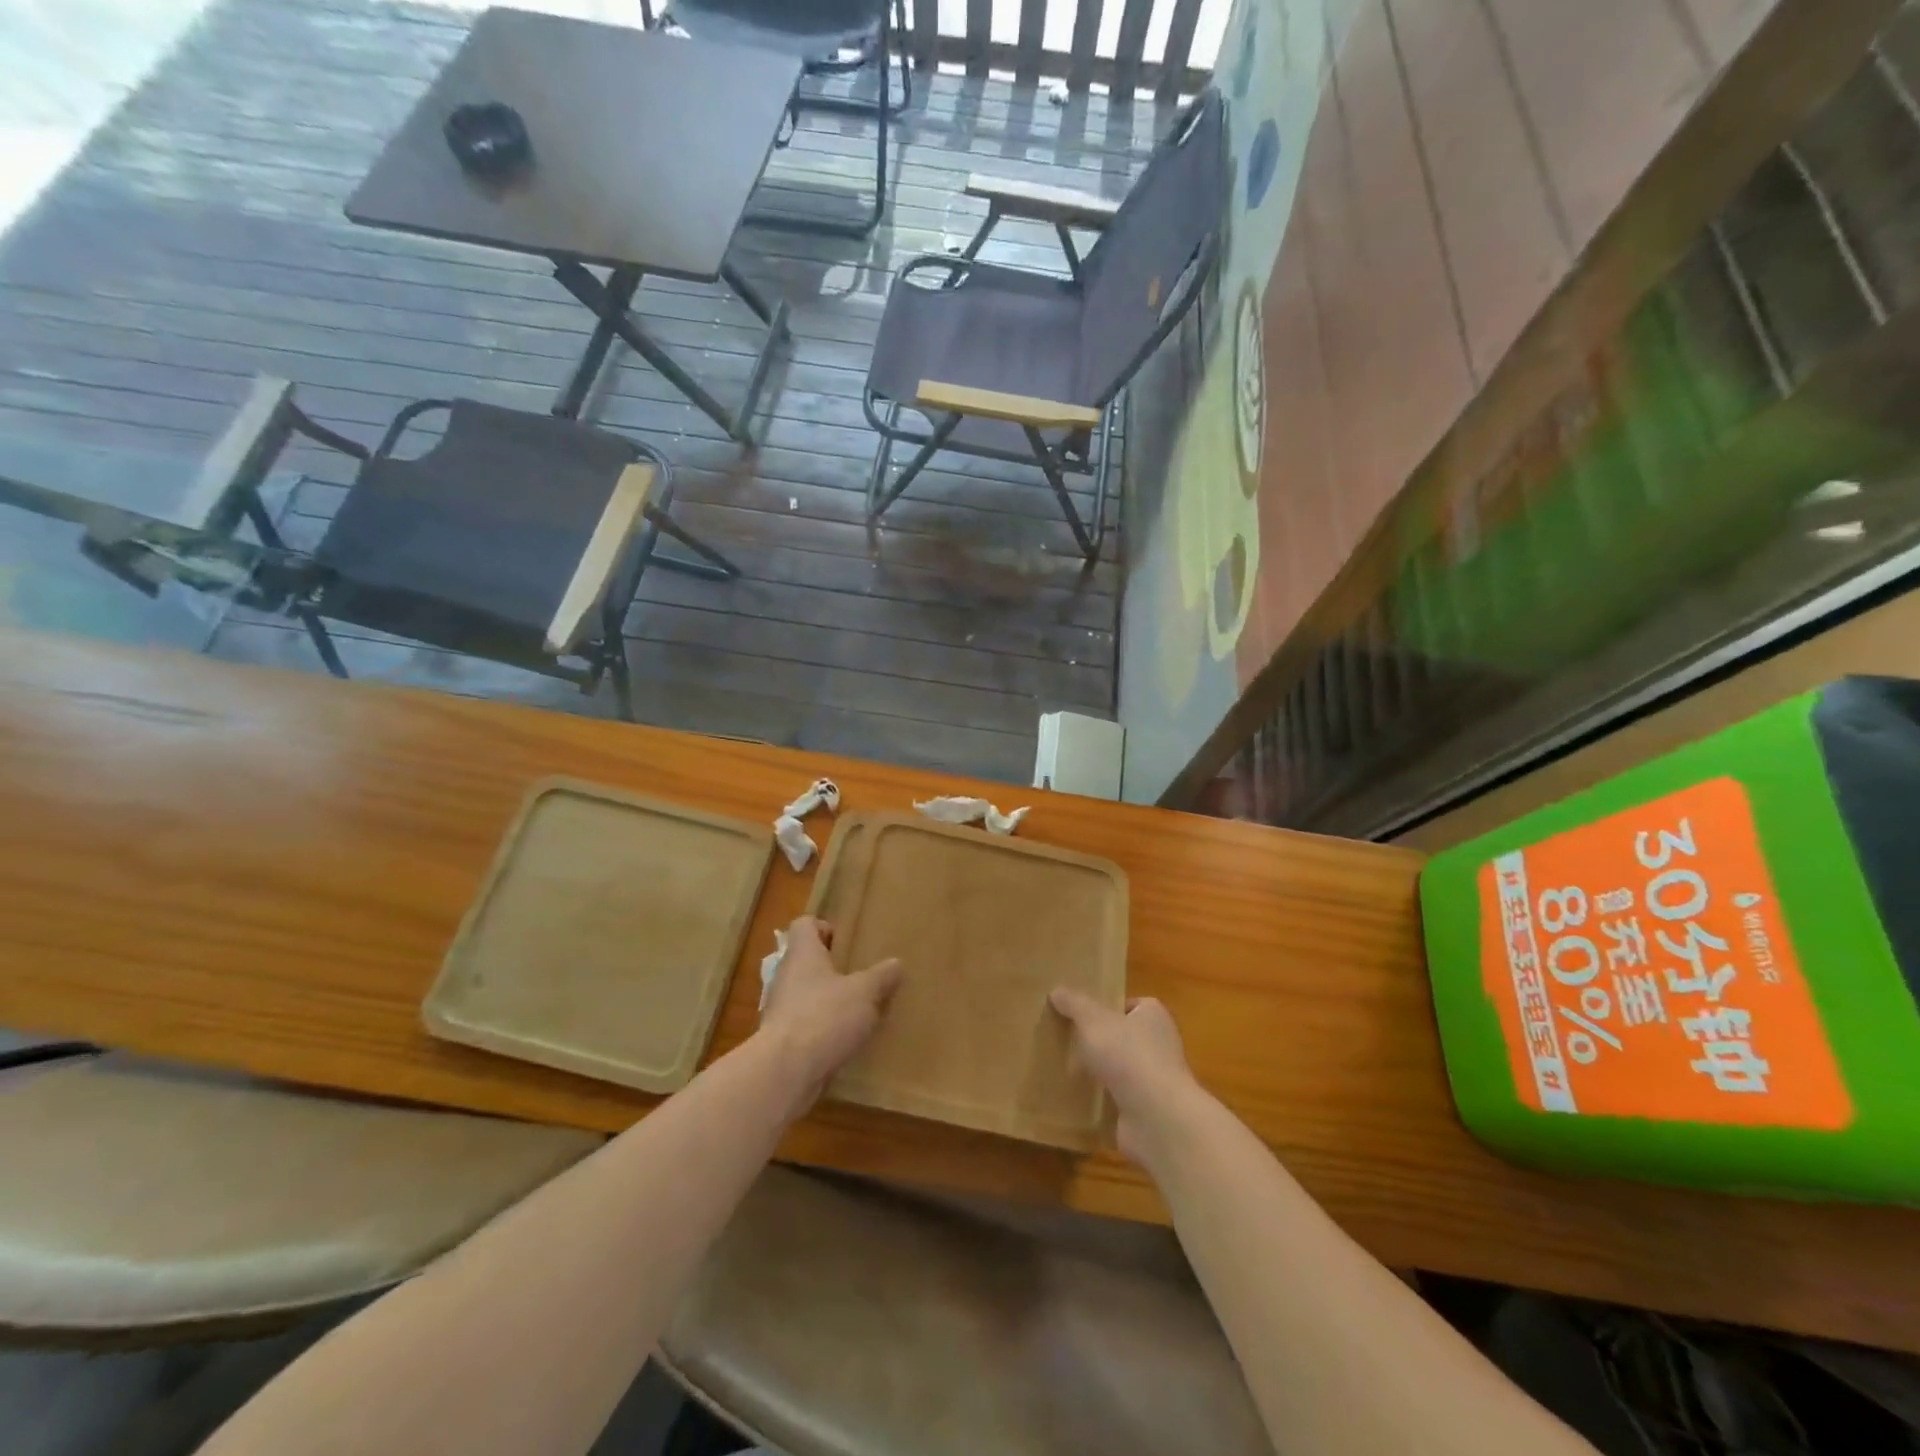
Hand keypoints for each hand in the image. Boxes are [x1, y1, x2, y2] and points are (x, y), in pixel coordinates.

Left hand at [759, 916, 902, 1115]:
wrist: (785, 1072)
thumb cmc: (824, 1017)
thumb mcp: (864, 992)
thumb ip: (881, 977)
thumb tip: (896, 963)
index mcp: (803, 954)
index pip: (804, 925)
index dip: (823, 927)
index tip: (845, 942)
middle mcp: (787, 976)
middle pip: (805, 960)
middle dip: (831, 967)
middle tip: (860, 975)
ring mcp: (780, 1009)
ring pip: (806, 994)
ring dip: (827, 999)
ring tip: (857, 1009)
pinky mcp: (782, 1039)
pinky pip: (805, 1024)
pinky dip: (822, 1028)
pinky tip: (844, 1039)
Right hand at [1050, 990, 1203, 1165]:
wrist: (1156, 1117)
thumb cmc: (1128, 1055)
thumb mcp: (1093, 1020)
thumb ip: (1074, 1004)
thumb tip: (1056, 991)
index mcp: (1153, 1016)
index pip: (1131, 1005)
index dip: (1107, 1007)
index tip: (1081, 1014)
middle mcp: (1159, 1046)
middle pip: (1124, 1037)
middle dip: (1099, 1041)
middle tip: (1066, 1039)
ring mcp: (1154, 1081)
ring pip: (1119, 1070)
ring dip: (1098, 1072)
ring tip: (1064, 1068)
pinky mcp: (1146, 1111)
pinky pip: (1117, 1100)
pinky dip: (1100, 1100)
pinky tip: (1075, 1099)